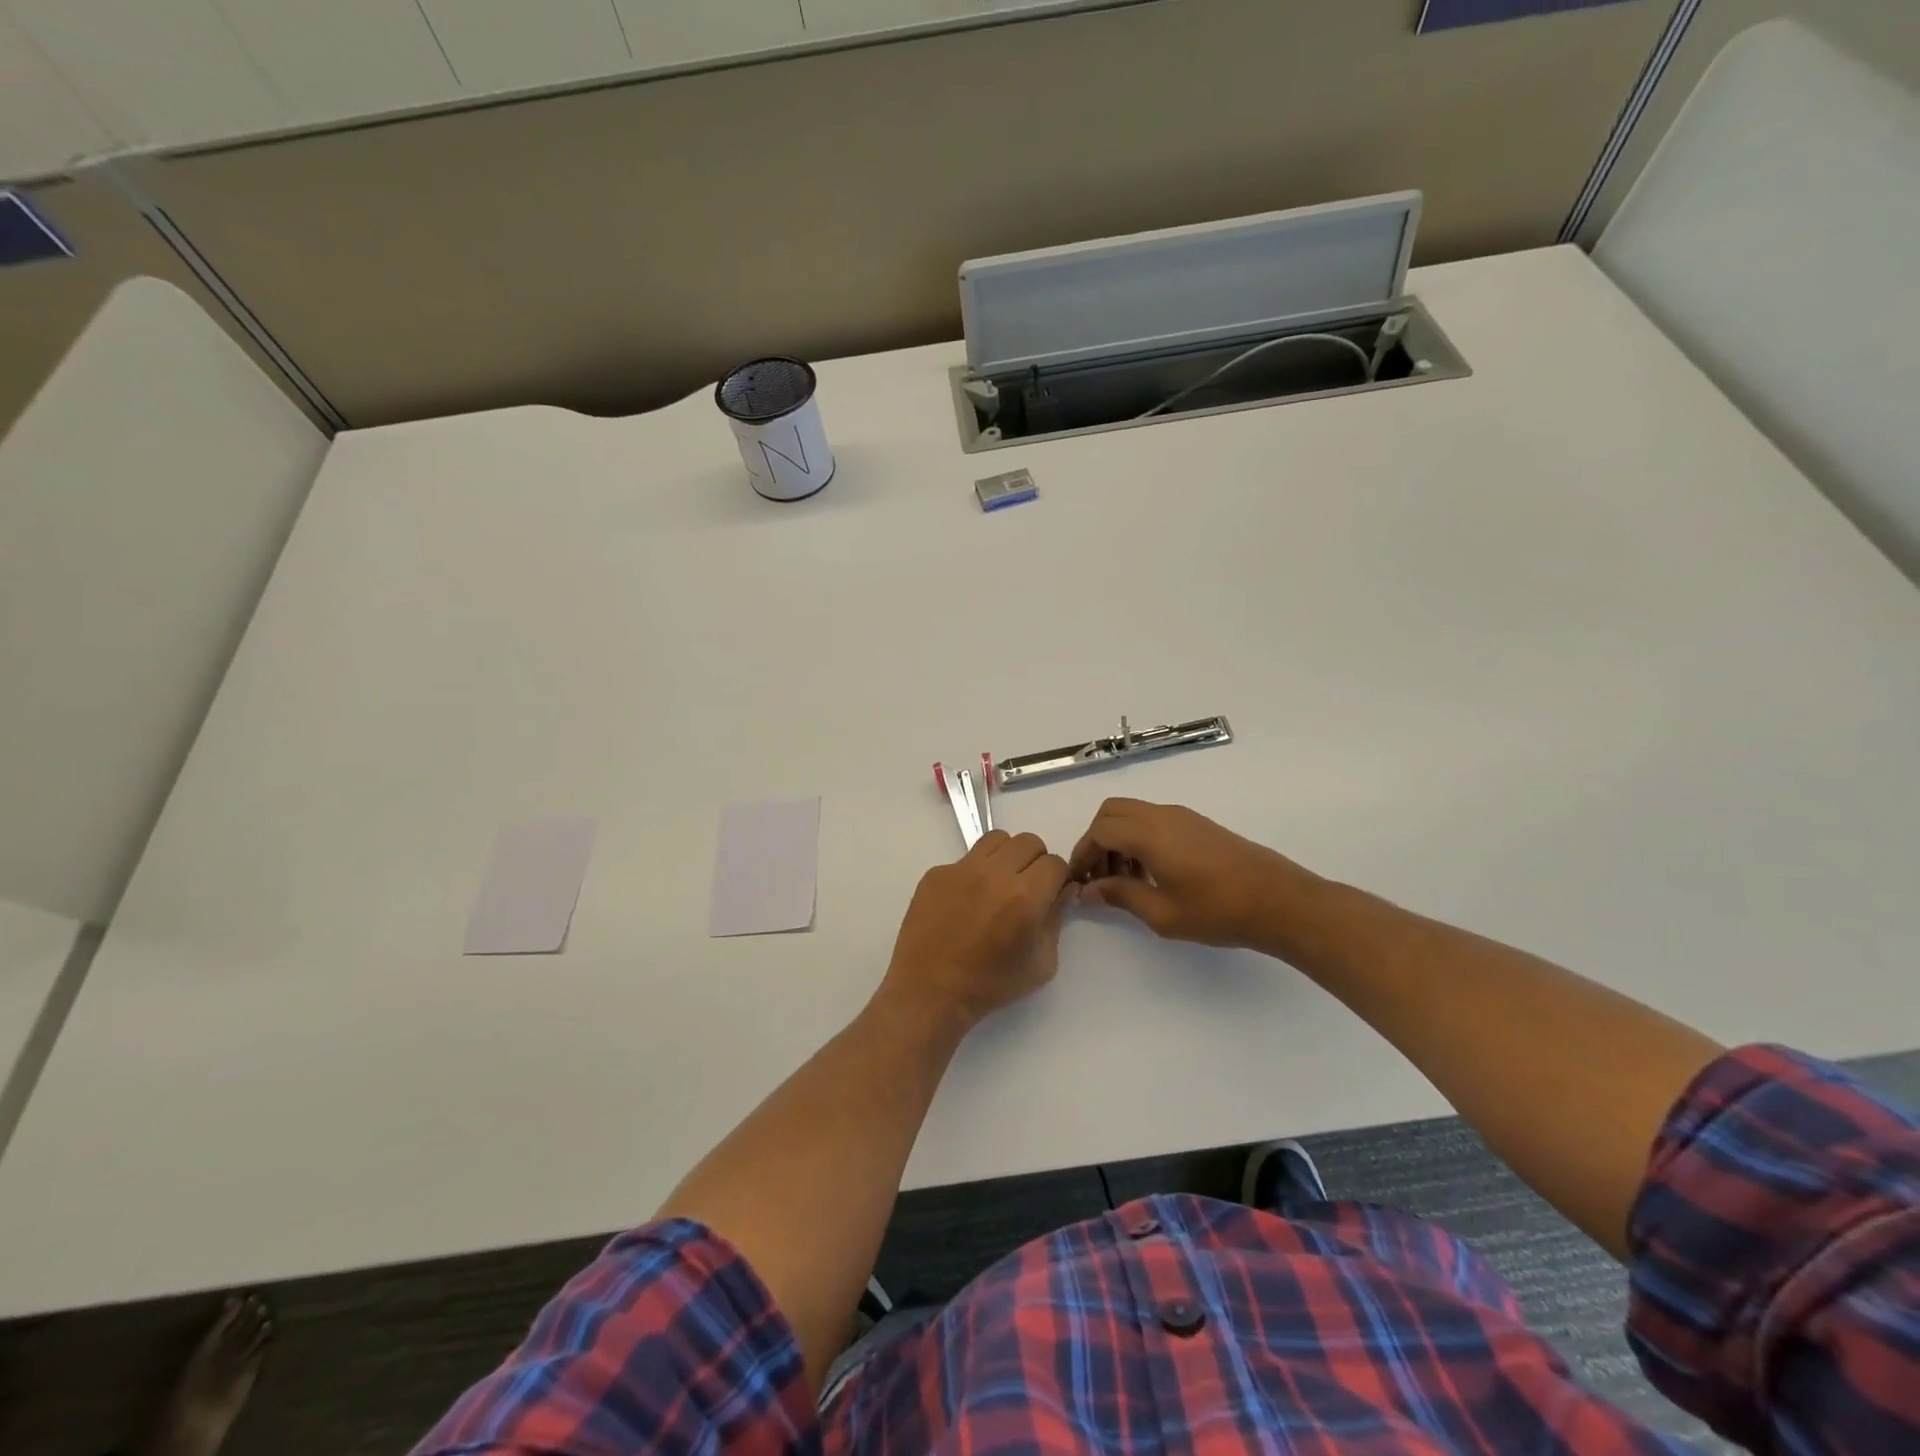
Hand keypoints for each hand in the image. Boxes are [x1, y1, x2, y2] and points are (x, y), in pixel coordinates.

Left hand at [881, 831, 1074, 1030]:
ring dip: (1006, 856)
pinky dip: (974, 873)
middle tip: (1027, 887)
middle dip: (1035, 862)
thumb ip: (1055, 919)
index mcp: (1025, 895)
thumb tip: (1062, 890)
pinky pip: (965, 859)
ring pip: (997, 839)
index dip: (1057, 878)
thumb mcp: (1041, 962)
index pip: (1055, 863)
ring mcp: (961, 869)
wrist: (931, 991)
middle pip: (1028, 842)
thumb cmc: (991, 984)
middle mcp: (994, 873)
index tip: (1050, 893)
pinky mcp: (936, 873)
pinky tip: (966, 902)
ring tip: (998, 884)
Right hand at [1067, 799, 1305, 948]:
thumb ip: (1120, 896)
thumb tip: (1089, 890)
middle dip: (1097, 840)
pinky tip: (1151, 873)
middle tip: (1099, 876)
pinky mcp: (1198, 824)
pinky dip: (1139, 838)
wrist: (1279, 901)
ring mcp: (1182, 816)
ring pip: (1133, 814)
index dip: (1082, 853)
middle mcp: (1162, 815)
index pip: (1099, 831)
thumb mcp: (1161, 913)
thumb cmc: (1217, 910)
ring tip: (1125, 881)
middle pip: (1112, 811)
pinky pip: (1154, 820)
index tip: (1078, 881)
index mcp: (1149, 833)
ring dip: (1119, 839)